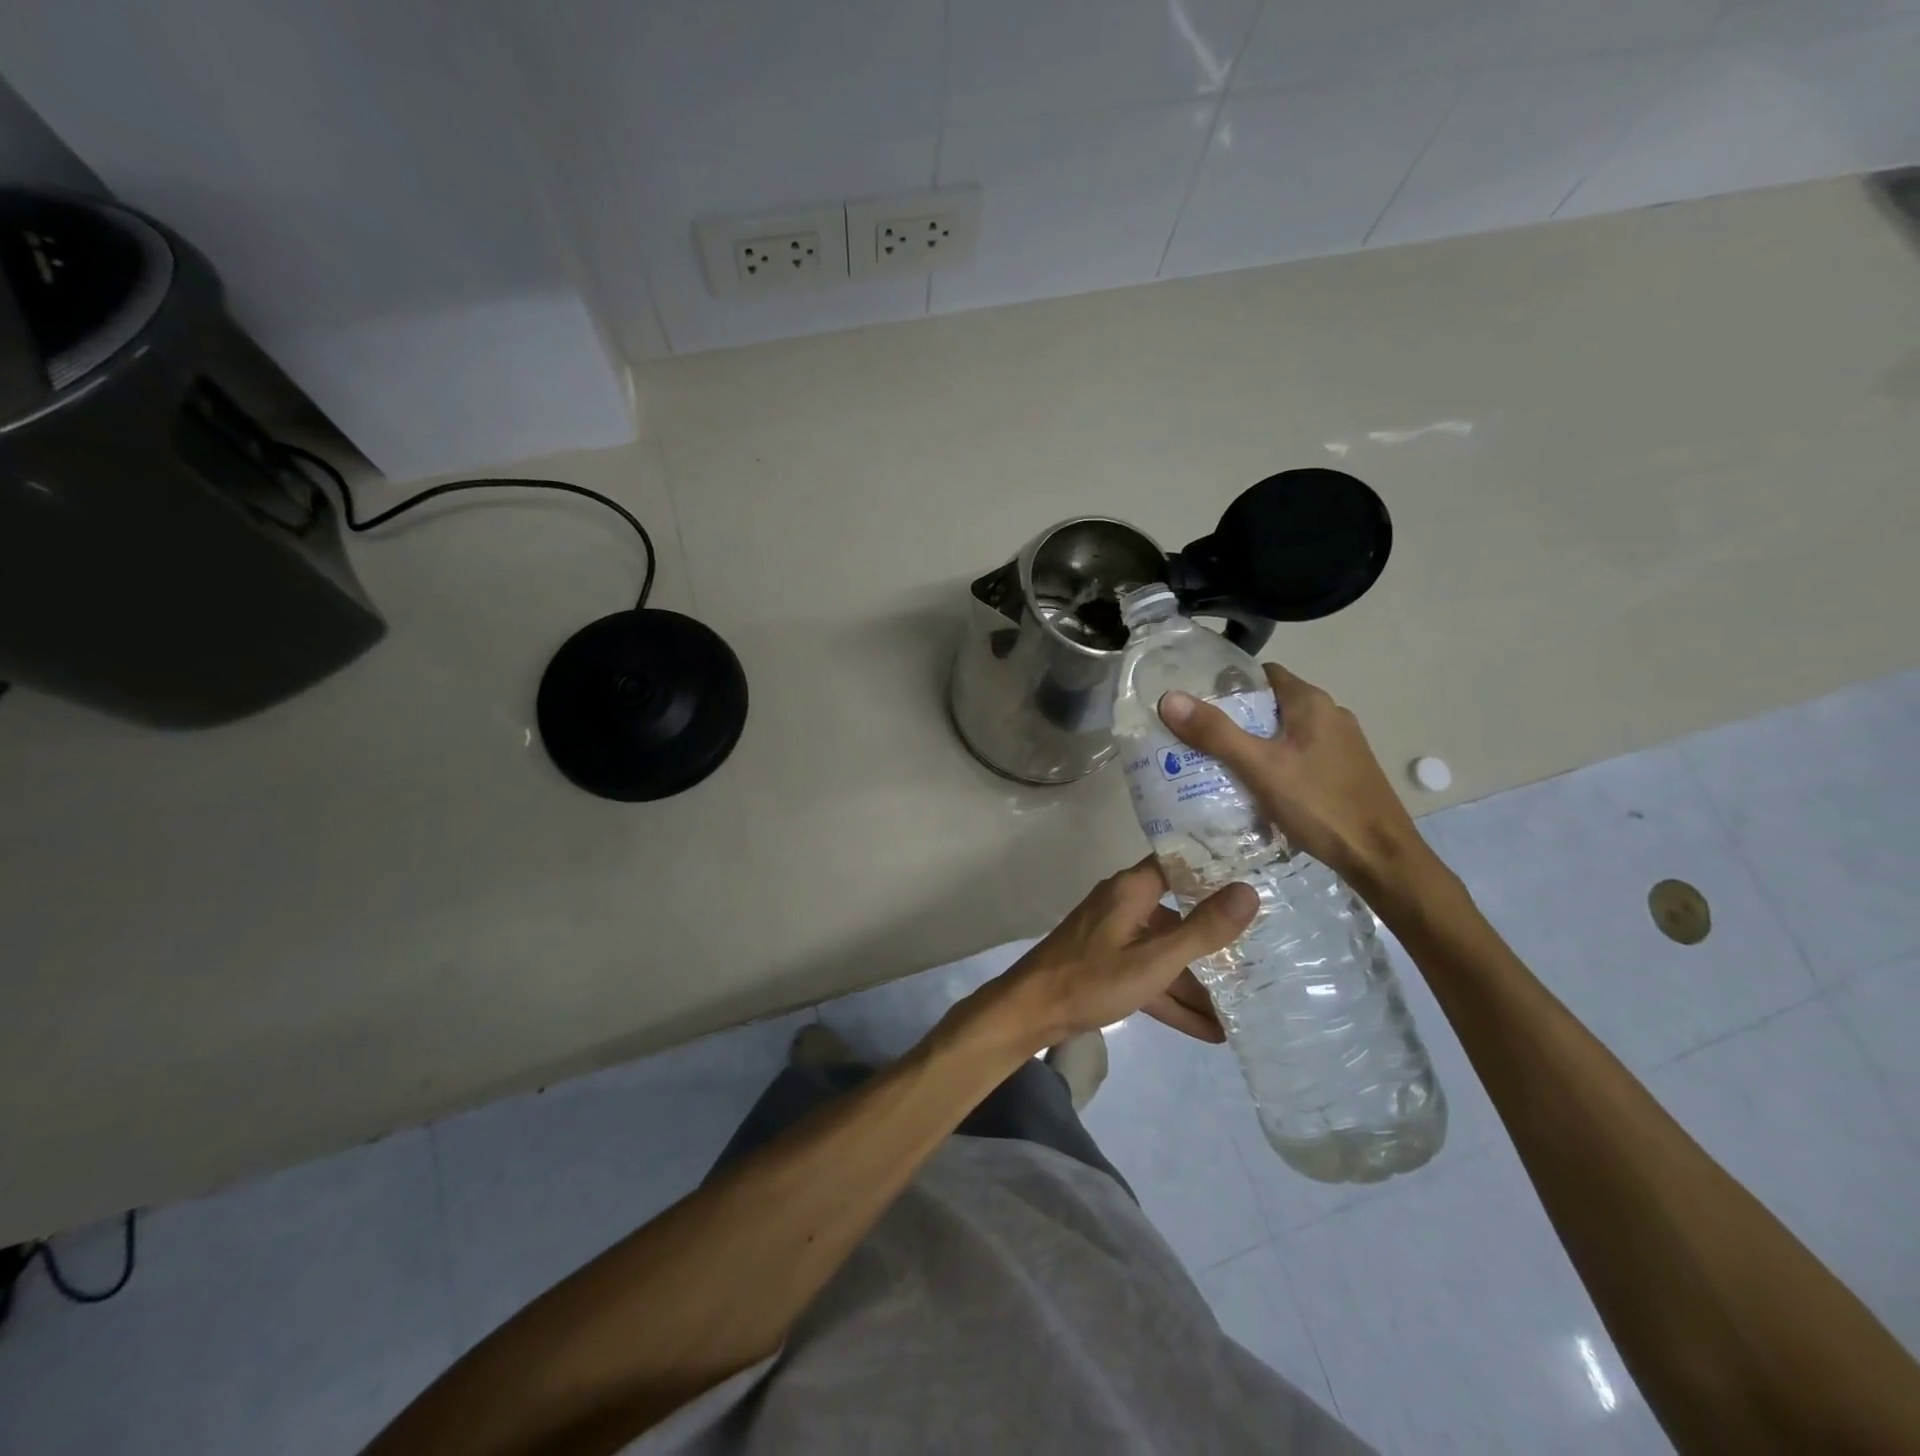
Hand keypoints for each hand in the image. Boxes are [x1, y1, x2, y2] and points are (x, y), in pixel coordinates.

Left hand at [987, 859, 1256, 1050]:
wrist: (1031, 1011)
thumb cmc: (1092, 978)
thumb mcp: (1154, 959)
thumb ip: (1202, 929)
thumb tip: (1248, 891)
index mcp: (1133, 889)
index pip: (1180, 864)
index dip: (1216, 869)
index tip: (1258, 878)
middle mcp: (1125, 904)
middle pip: (1179, 914)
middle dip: (1216, 938)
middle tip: (1264, 951)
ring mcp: (1115, 936)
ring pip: (1166, 953)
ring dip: (1199, 982)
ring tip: (1245, 1005)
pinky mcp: (1108, 965)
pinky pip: (1150, 976)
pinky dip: (1174, 999)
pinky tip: (1211, 1031)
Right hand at [1159, 663, 1431, 899]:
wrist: (1381, 858)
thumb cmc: (1320, 805)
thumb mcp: (1260, 767)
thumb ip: (1215, 733)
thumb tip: (1169, 698)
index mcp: (1311, 703)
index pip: (1262, 675)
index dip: (1228, 685)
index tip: (1196, 705)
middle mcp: (1330, 715)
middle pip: (1270, 705)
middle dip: (1234, 720)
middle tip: (1196, 741)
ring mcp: (1341, 745)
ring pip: (1284, 734)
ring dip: (1253, 745)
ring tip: (1216, 766)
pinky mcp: (1343, 772)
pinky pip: (1298, 757)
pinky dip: (1273, 765)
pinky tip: (1255, 790)